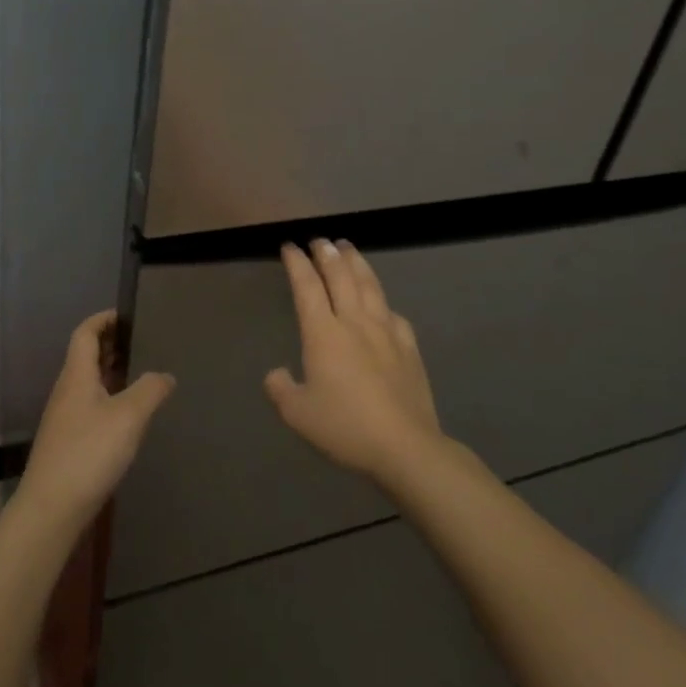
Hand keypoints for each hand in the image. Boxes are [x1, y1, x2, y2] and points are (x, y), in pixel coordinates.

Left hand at [17, 311, 174, 533]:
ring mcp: (64, 418)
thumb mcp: (129, 416)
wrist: (51, 509)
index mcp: (76, 375)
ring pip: (88, 383)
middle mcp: (66, 391)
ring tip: (141, 375)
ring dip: (111, 373)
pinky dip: (109, 398)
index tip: (127, 315)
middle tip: (142, 343)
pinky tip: (127, 416)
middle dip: (111, 345)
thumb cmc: (89, 452)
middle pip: (85, 356)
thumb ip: (151, 389)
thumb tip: (165, 376)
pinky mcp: (67, 442)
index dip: (103, 319)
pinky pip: (90, 406)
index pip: (85, 333)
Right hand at [265, 241, 442, 485]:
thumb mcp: (297, 414)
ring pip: (370, 286)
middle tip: (319, 240)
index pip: (307, 287)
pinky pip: (393, 314)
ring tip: (348, 247)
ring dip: (356, 263)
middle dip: (327, 254)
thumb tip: (276, 373)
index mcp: (323, 333)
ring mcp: (386, 332)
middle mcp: (354, 322)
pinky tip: (383, 303)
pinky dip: (383, 301)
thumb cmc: (345, 427)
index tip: (290, 246)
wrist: (404, 446)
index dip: (297, 264)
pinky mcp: (409, 347)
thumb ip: (280, 389)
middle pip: (341, 277)